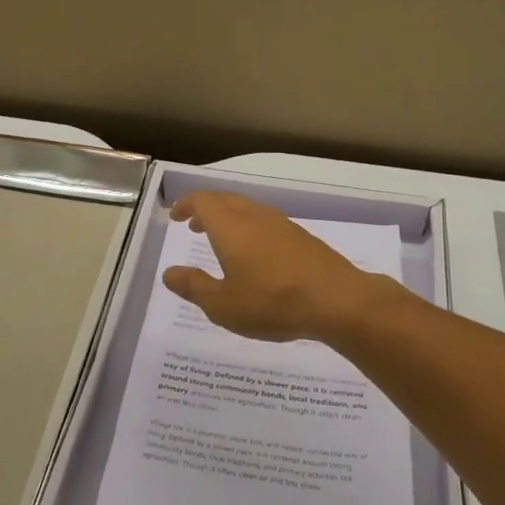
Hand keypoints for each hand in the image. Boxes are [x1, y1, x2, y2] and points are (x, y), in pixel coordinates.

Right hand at [162, 191, 395, 344]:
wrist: (336, 299)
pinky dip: (249, 228)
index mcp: (230, 226)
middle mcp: (254, 216)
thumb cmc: (271, 302)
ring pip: (247, 209)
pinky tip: (254, 254)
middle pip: (225, 200)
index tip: (174, 215)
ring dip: (228, 218)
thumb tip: (169, 273)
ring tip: (221, 240)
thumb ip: (194, 287)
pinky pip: (265, 221)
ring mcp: (280, 224)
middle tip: (193, 224)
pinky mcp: (300, 236)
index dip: (186, 204)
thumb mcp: (223, 305)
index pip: (202, 201)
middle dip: (205, 208)